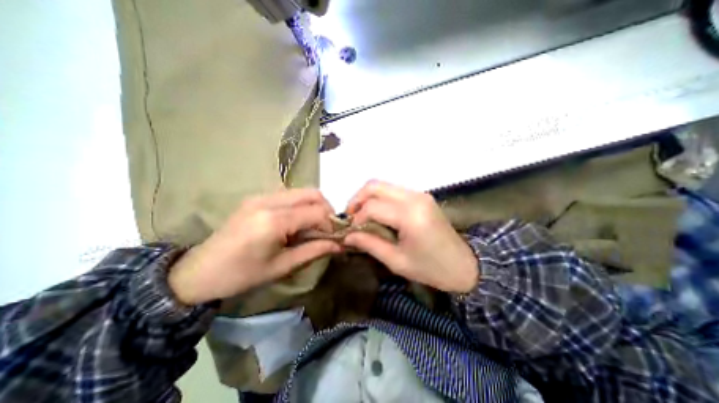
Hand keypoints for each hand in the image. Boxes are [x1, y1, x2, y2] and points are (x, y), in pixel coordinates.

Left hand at [167, 189, 340, 304]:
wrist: (198, 272)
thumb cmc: (241, 275)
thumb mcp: (282, 267)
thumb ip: (314, 251)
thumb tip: (340, 245)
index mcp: (273, 220)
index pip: (317, 212)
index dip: (331, 224)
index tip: (335, 238)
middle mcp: (269, 200)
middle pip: (312, 193)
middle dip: (326, 210)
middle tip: (327, 230)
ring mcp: (261, 196)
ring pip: (302, 192)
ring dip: (314, 207)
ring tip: (312, 227)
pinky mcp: (257, 197)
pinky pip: (289, 196)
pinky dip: (301, 206)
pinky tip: (296, 223)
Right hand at [342, 181, 475, 293]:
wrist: (464, 265)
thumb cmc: (431, 268)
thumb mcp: (396, 261)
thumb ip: (369, 244)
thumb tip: (347, 236)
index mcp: (410, 215)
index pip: (372, 207)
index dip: (357, 218)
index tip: (351, 232)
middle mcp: (414, 197)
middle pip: (375, 186)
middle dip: (357, 199)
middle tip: (351, 217)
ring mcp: (419, 194)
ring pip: (383, 185)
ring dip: (367, 198)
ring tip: (361, 216)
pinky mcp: (421, 196)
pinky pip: (393, 190)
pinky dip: (380, 199)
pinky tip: (377, 214)